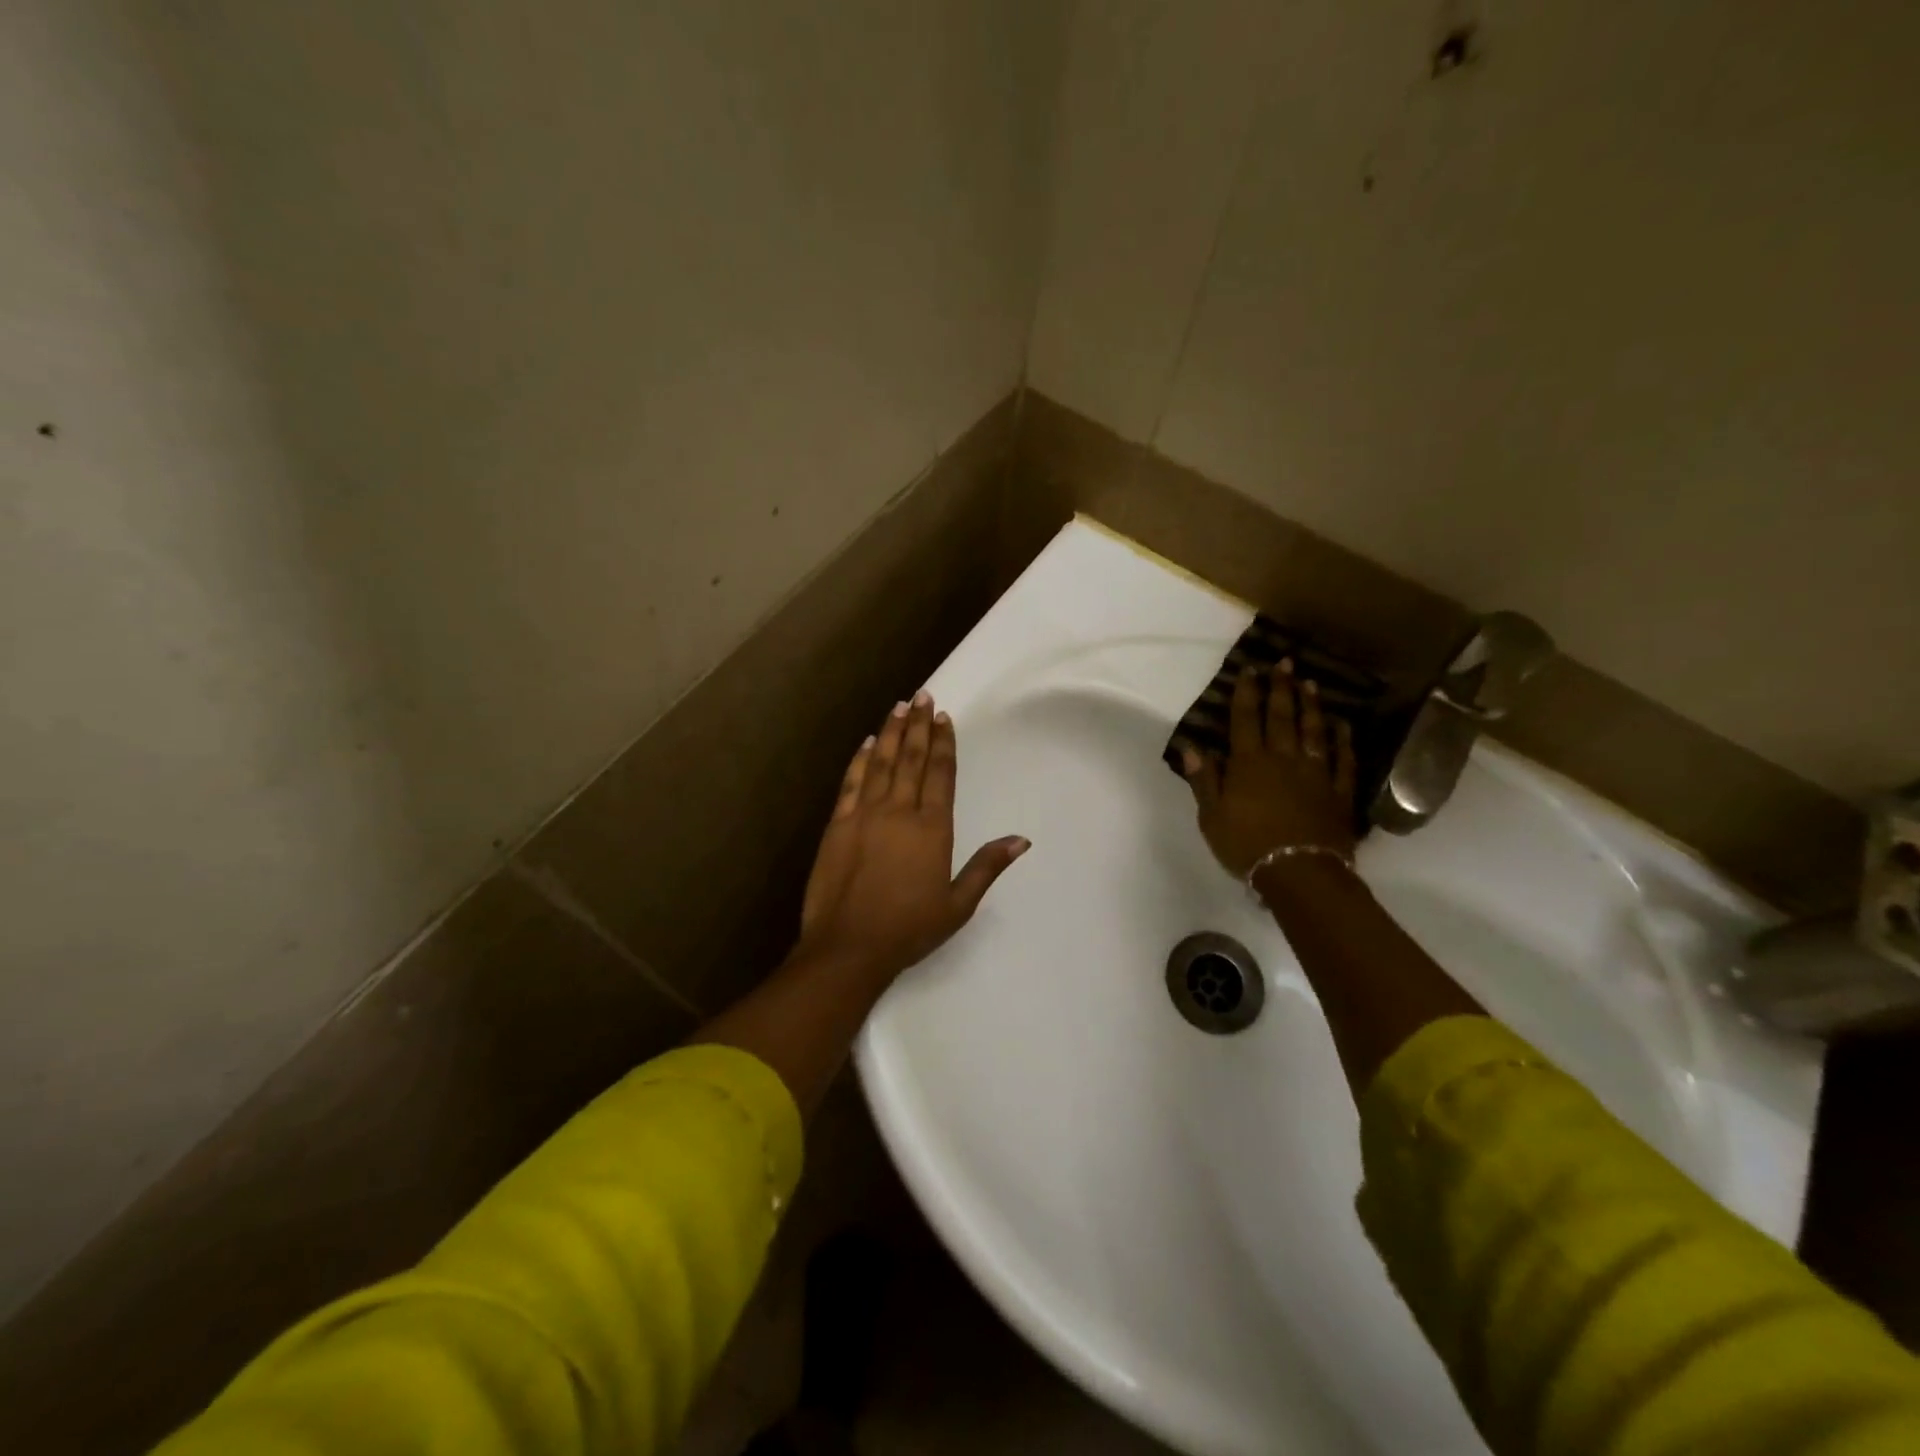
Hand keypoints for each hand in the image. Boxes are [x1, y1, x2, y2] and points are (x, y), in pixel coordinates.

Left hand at [797, 691, 1028, 982]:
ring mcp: (865, 814)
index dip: (944, 743)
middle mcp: (899, 811)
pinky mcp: (838, 824)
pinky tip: (868, 742)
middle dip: (919, 725)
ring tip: (900, 706)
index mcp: (932, 829)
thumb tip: (1022, 840)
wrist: (848, 946)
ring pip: (882, 762)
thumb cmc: (908, 929)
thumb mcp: (958, 904)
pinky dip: (861, 759)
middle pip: (912, 759)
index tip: (945, 717)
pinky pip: (851, 782)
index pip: (940, 774)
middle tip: (923, 695)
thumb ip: (987, 867)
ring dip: (893, 732)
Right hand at [1180, 660, 1357, 879]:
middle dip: (1281, 688)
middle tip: (1284, 663)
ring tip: (1310, 683)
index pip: (1245, 719)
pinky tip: (1343, 726)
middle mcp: (1283, 759)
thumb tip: (1192, 747)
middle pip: (1281, 717)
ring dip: (1311, 706)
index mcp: (1249, 764)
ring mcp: (1315, 774)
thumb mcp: (1211, 816)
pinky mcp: (1338, 792)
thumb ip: (1204, 779)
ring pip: (1313, 732)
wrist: (1298, 872)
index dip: (1246, 693)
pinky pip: (1343, 761)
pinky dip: (1344, 741)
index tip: (1249, 669)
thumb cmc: (1246, 845)